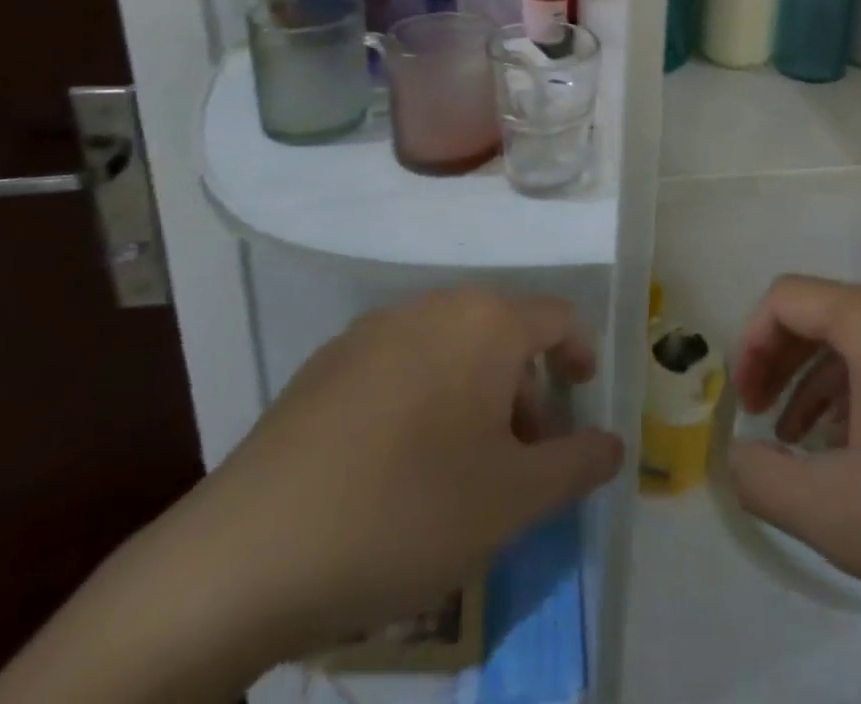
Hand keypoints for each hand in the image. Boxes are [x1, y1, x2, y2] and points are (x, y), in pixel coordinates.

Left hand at [179, 288, 623, 666]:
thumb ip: (578, 465)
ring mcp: (372, 330)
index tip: (583, 398)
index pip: (558, 318)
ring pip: (451, 348)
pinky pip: (401, 364)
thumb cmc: (406, 512)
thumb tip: (614, 444)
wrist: (246, 554)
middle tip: (523, 456)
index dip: (581, 354)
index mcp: (485, 322)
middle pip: (502, 333)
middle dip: (525, 390)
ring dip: (475, 395)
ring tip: (463, 467)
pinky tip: (398, 465)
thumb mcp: (512, 501)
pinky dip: (424, 398)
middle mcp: (433, 306)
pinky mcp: (326, 363)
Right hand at [728, 278, 860, 658]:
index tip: (744, 409)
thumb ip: (763, 478)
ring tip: (805, 447)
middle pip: (825, 313)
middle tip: (764, 424)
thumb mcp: (837, 514)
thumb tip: (737, 456)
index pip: (787, 298)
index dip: (750, 345)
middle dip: (782, 363)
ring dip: (821, 383)